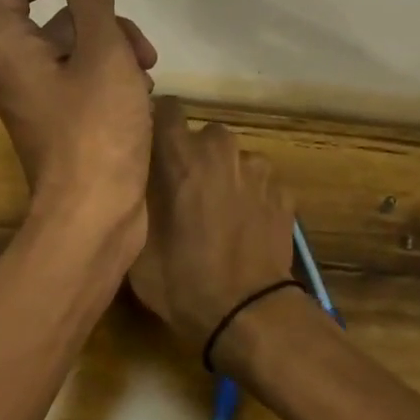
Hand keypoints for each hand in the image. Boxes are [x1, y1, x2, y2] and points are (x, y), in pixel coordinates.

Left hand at [0, 0, 157, 233]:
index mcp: (10, 48)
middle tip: (140, 47)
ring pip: (78, 53)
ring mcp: (41, 103)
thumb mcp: (102, 52)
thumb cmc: (96, 129)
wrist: (94, 216)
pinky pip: (86, 85)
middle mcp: (16, 72)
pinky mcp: (64, 127)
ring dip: (116, 53)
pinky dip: (113, 82)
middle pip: (55, 21)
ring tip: (147, 75)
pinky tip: (143, 97)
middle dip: (104, 22)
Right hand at [128, 98, 296, 343]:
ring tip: (217, 214)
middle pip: (203, 136)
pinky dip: (249, 197)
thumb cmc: (181, 278)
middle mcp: (223, 150)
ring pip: (233, 160)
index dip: (157, 124)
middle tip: (182, 191)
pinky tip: (243, 228)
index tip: (150, 146)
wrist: (248, 312)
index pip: (167, 108)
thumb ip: (136, 193)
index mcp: (182, 155)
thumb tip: (135, 173)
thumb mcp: (136, 240)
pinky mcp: (284, 193)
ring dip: (223, 176)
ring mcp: (259, 170)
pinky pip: (258, 183)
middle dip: (192, 155)